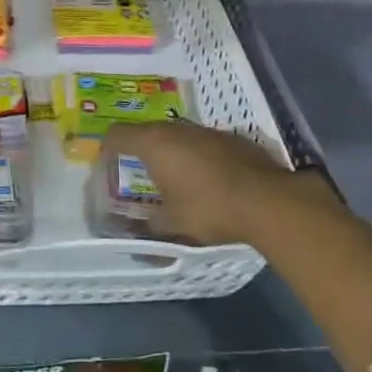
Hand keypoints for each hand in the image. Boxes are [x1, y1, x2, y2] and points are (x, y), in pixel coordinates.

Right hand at [104, 121, 336, 247]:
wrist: (267, 200)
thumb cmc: (208, 209)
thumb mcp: (172, 226)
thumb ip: (148, 230)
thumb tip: (134, 242)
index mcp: (155, 143)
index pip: (117, 134)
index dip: (106, 149)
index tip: (105, 167)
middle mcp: (178, 129)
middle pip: (147, 131)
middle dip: (138, 151)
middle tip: (136, 174)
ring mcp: (207, 131)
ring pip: (178, 135)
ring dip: (170, 152)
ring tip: (171, 178)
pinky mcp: (232, 138)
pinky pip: (203, 143)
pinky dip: (196, 157)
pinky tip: (205, 180)